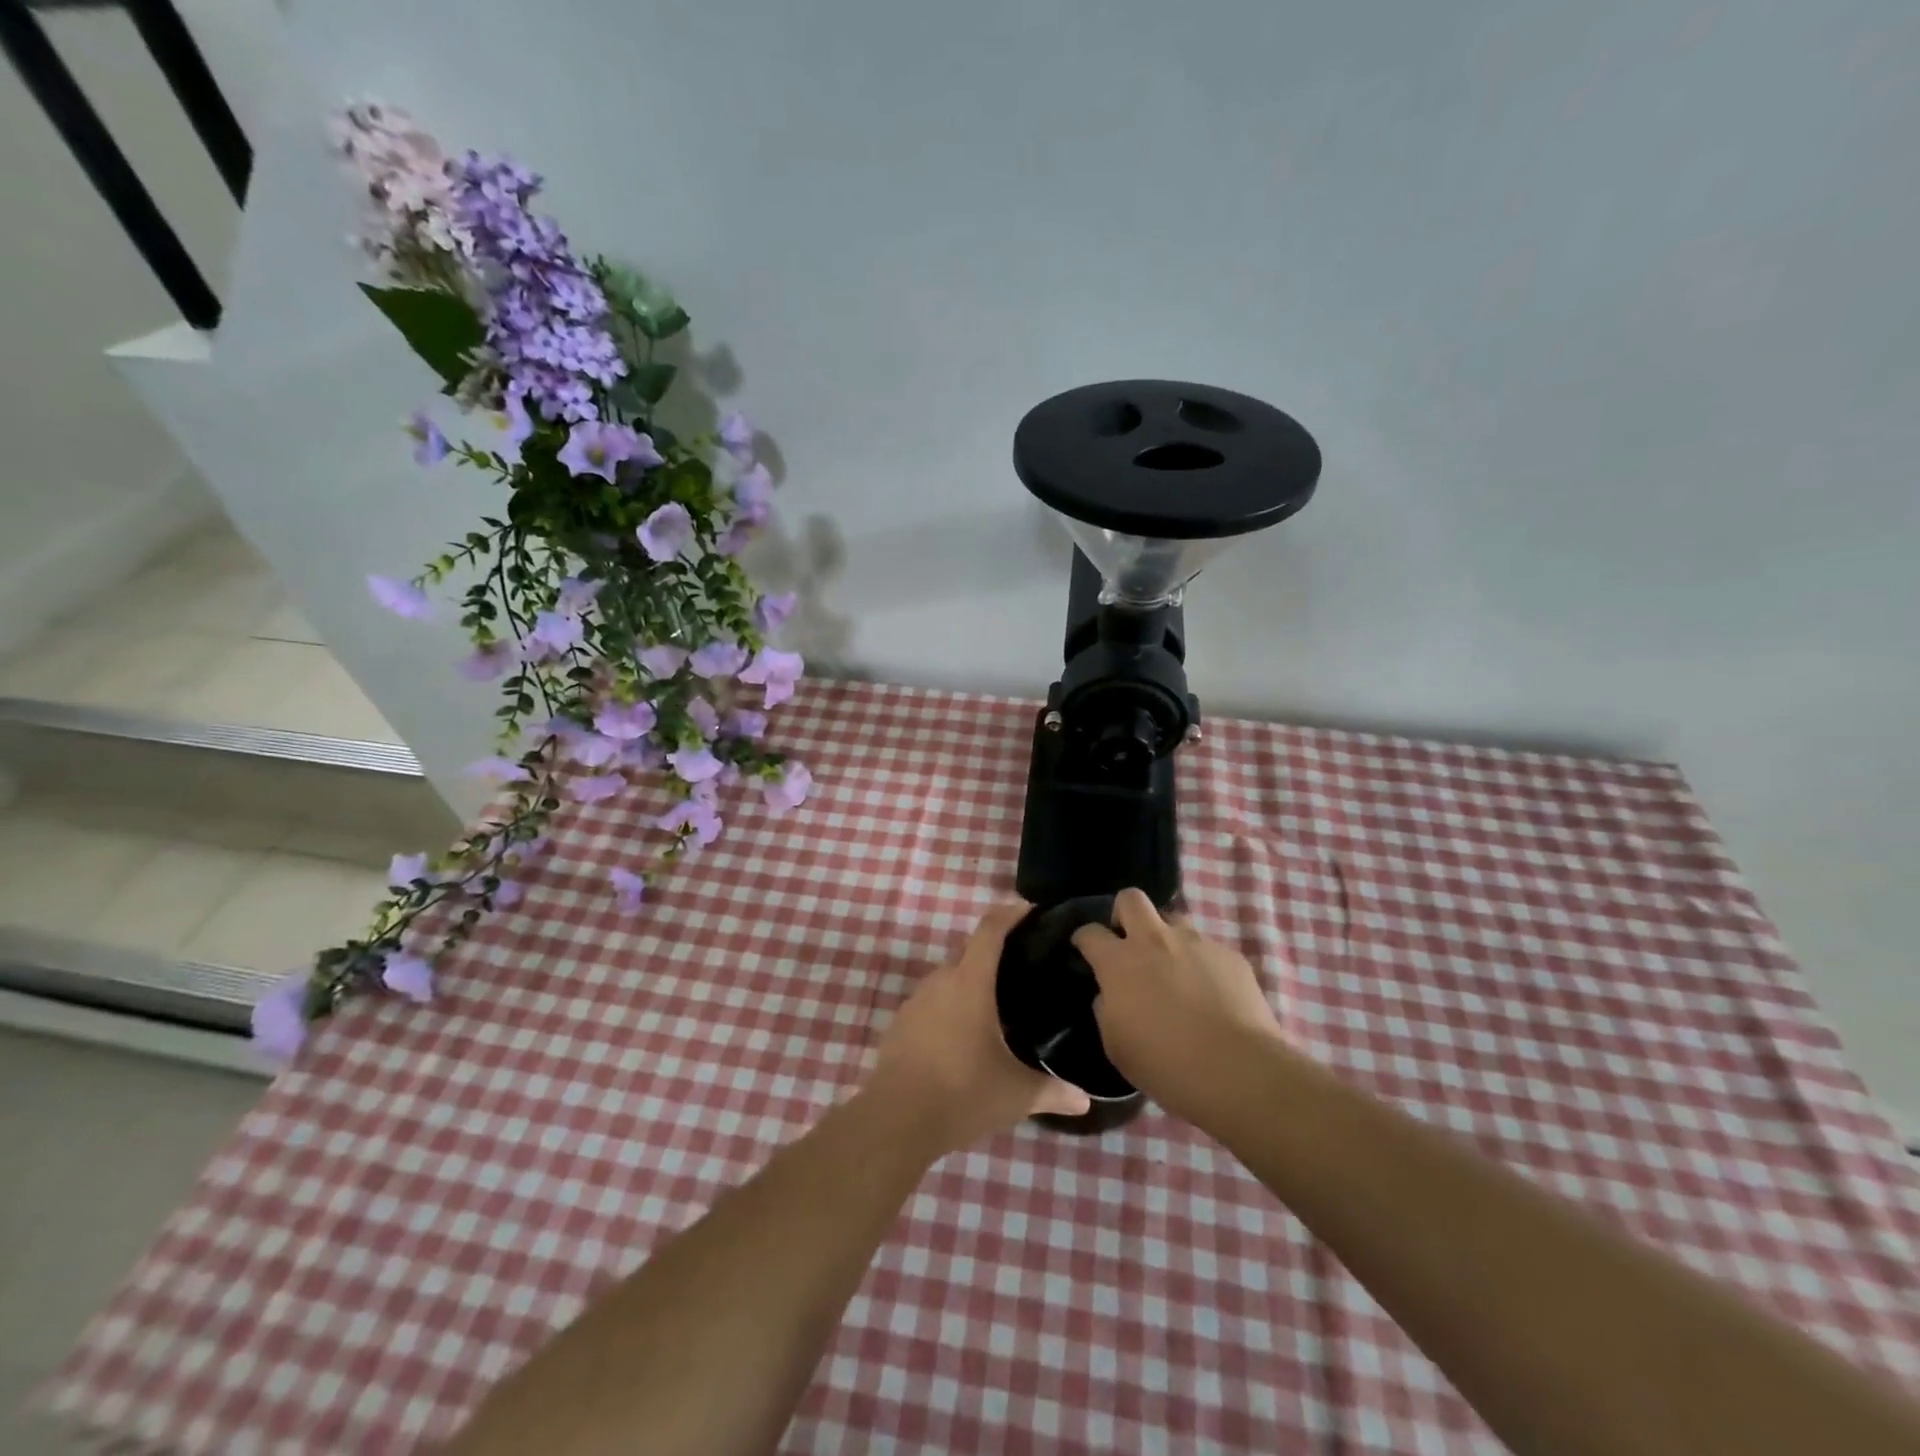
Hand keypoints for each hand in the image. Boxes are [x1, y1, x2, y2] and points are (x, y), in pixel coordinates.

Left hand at [866, 903, 1090, 1153]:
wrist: (895, 1120)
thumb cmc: (962, 1093)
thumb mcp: (1015, 1094)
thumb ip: (1053, 1091)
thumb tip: (1086, 1099)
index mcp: (970, 982)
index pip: (990, 930)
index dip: (1010, 914)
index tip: (1029, 909)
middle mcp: (941, 981)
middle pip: (969, 952)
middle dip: (994, 952)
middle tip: (1023, 967)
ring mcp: (916, 1001)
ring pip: (949, 978)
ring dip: (970, 981)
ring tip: (997, 1002)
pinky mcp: (900, 1023)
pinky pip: (932, 1001)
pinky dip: (950, 1005)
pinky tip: (964, 1033)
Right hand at [1072, 888, 1282, 1122]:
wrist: (1237, 1071)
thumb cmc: (1166, 1064)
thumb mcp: (1116, 1045)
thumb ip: (1107, 1009)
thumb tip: (1111, 994)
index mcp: (1120, 962)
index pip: (1090, 932)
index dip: (1083, 939)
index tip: (1084, 949)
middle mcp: (1155, 941)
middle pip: (1131, 899)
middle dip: (1123, 914)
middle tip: (1129, 943)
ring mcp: (1196, 943)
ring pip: (1174, 919)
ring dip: (1167, 938)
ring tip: (1174, 969)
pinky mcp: (1230, 956)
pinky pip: (1208, 948)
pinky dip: (1202, 964)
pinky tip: (1211, 993)